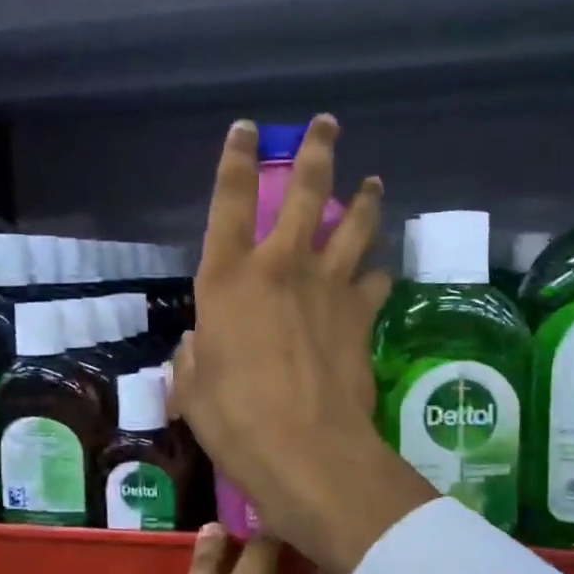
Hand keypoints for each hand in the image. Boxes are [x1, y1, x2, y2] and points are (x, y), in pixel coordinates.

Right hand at [172, 116, 437, 573]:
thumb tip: (196, 349)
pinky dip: (376, 272)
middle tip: (328, 124)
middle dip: (317, 151)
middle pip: (306, 192)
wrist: (306, 448)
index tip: (249, 129)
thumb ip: (193, 359)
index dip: (238, 158)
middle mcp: (281, 266)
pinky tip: (380, 269)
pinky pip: (374, 280)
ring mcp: (328, 286)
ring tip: (375, 182)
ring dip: (365, 201)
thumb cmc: (234, 418)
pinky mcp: (361, 315)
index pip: (231, 200)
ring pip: (354, 226)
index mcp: (228, 277)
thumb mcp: (193, 389)